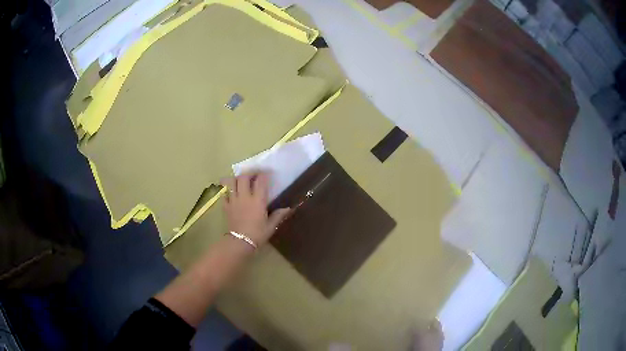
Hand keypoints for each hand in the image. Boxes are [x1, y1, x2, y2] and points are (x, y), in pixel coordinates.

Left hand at [221, 171, 290, 246]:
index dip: (264, 174)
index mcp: (258, 200)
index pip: (260, 181)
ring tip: (241, 181)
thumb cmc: (257, 234)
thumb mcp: (271, 226)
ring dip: (236, 178)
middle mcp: (245, 196)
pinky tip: (231, 192)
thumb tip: (289, 208)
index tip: (268, 173)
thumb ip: (279, 215)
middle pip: (244, 177)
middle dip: (249, 173)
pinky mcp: (225, 206)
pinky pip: (224, 193)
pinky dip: (227, 189)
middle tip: (254, 175)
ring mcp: (233, 200)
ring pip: (231, 181)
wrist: (240, 243)